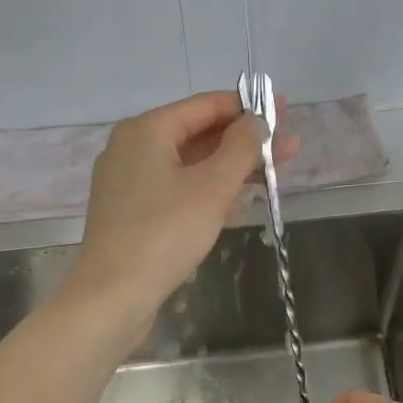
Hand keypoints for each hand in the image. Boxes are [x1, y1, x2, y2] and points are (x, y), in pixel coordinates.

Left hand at [69, 90, 296, 328]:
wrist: (113, 296)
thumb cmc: (165, 234)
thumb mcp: (212, 187)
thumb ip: (241, 148)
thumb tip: (259, 120)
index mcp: (146, 130)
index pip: (205, 106)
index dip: (248, 107)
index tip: (284, 111)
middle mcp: (132, 148)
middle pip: (198, 134)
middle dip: (245, 141)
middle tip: (289, 147)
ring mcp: (128, 182)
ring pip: (189, 165)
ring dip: (230, 169)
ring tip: (273, 174)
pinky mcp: (132, 213)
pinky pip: (176, 190)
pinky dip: (207, 191)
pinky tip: (238, 203)